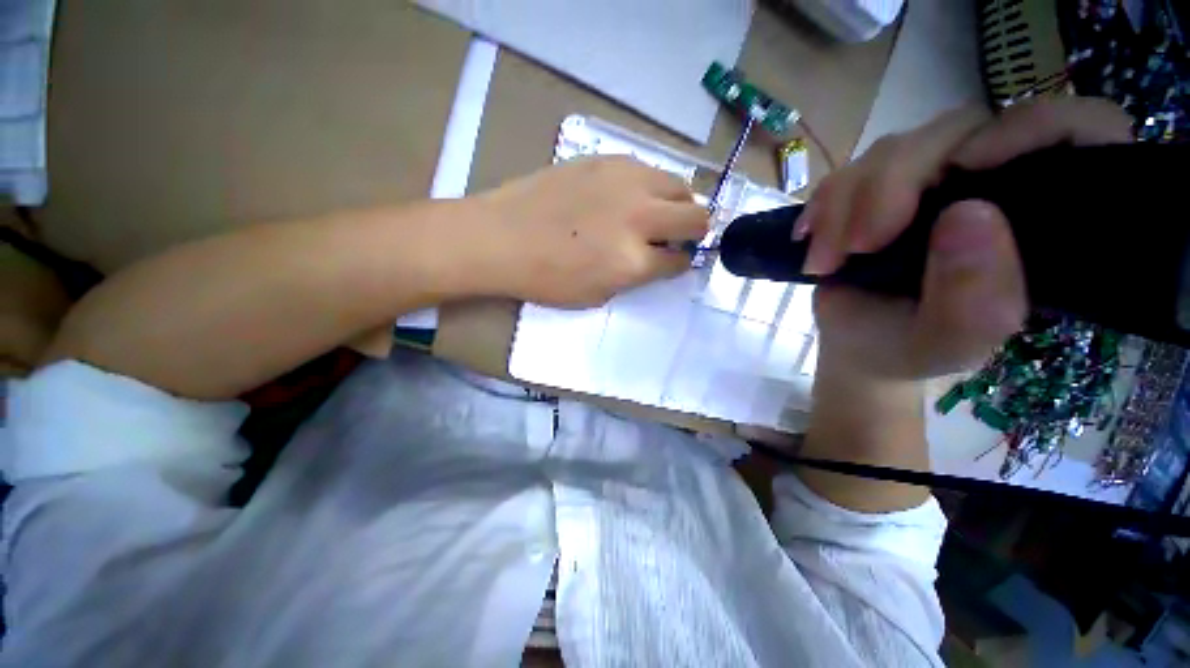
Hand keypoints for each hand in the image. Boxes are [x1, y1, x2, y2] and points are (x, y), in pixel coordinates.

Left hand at [475, 155, 707, 306]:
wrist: (501, 237)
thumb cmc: (545, 278)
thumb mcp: (596, 295)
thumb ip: (634, 277)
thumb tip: (656, 260)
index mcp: (634, 261)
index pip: (680, 260)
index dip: (682, 263)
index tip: (677, 260)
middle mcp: (639, 217)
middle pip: (696, 217)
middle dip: (695, 231)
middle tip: (678, 236)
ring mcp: (626, 182)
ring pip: (680, 186)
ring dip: (678, 203)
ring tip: (658, 213)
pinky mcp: (608, 160)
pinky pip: (649, 169)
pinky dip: (651, 186)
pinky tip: (631, 195)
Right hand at [798, 98, 1132, 380]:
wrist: (858, 344)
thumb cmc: (911, 348)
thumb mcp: (949, 342)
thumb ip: (975, 298)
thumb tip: (969, 214)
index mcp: (1043, 217)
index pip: (1077, 129)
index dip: (1032, 128)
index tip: (969, 167)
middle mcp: (992, 182)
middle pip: (959, 130)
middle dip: (896, 183)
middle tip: (861, 245)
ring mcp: (930, 178)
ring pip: (894, 149)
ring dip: (847, 204)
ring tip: (827, 261)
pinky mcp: (879, 186)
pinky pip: (847, 171)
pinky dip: (823, 207)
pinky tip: (814, 242)